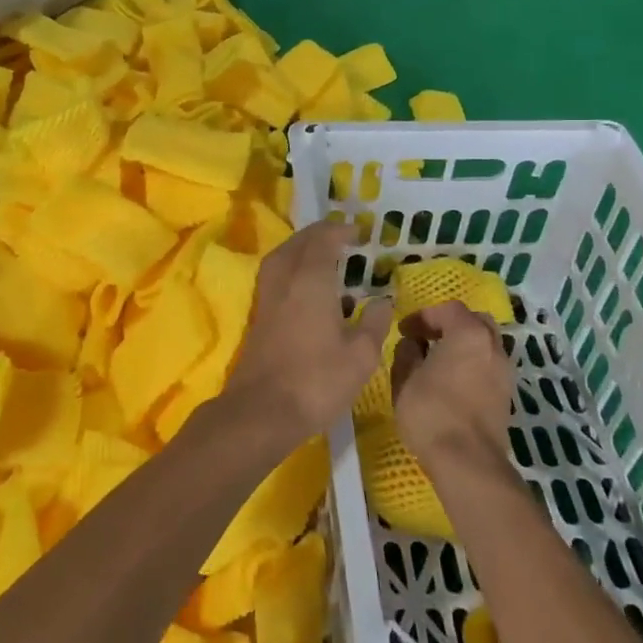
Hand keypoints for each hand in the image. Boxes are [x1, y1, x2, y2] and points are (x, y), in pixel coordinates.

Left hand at [225, 220, 393, 449]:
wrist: (262, 412)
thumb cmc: (316, 381)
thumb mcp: (360, 356)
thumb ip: (374, 323)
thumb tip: (383, 299)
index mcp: (310, 281)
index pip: (323, 240)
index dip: (339, 230)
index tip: (358, 231)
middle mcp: (285, 281)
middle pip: (297, 244)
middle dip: (318, 234)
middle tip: (340, 236)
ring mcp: (267, 299)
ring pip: (281, 259)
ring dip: (300, 249)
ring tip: (323, 255)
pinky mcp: (259, 318)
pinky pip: (276, 277)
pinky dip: (291, 269)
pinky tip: (307, 288)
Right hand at [393, 300, 514, 478]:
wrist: (469, 463)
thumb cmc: (431, 412)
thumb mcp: (404, 379)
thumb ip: (406, 353)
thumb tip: (412, 344)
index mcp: (469, 334)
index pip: (448, 309)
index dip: (423, 316)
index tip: (404, 331)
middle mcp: (493, 347)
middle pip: (475, 321)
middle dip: (450, 325)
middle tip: (427, 338)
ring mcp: (505, 373)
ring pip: (486, 345)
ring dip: (464, 346)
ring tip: (439, 362)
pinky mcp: (507, 397)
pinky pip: (489, 367)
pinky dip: (473, 365)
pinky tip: (453, 383)